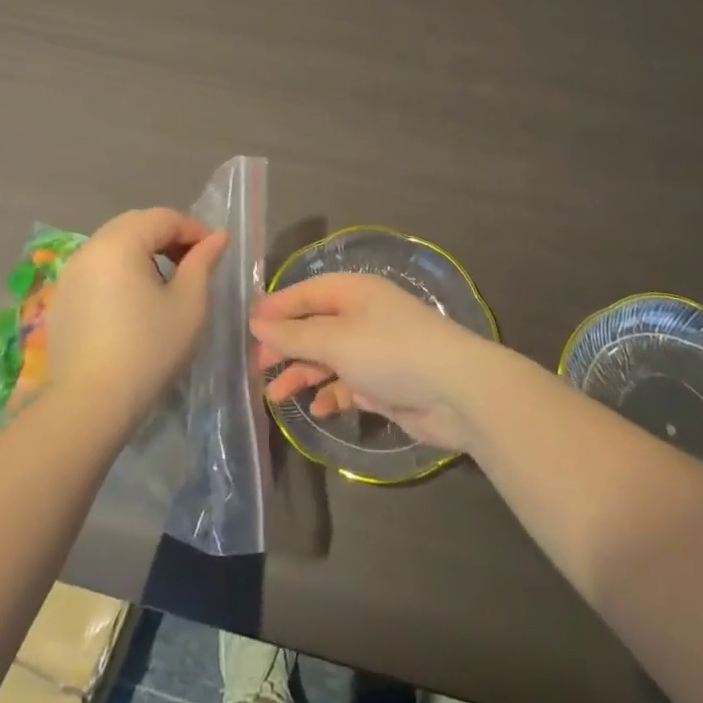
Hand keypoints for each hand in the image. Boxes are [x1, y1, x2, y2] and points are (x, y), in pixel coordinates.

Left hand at [47, 209, 227, 426]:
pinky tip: (134, 302)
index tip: (214, 253)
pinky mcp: (62, 298)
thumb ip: (203, 262)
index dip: (194, 230)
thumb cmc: (149, 348)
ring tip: (165, 282)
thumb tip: (218, 236)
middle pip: (136, 224)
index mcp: (121, 242)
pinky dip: (120, 270)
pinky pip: (97, 268)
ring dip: (144, 252)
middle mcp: (90, 247)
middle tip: (192, 263)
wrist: (91, 403)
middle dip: (168, 236)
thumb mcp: (189, 303)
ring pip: (114, 244)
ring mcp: (70, 272)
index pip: (164, 218)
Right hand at [251, 274, 493, 451]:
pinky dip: (332, 394)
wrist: (457, 392)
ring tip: (276, 396)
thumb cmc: (391, 353)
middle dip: (286, 345)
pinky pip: (348, 384)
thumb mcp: (336, 340)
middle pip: (314, 326)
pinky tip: (319, 409)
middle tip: (257, 368)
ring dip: (303, 374)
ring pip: (327, 357)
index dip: (275, 308)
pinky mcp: (384, 382)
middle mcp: (362, 316)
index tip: (245, 329)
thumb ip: (294, 334)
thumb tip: (256, 321)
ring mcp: (374, 350)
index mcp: (353, 292)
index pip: (305, 293)